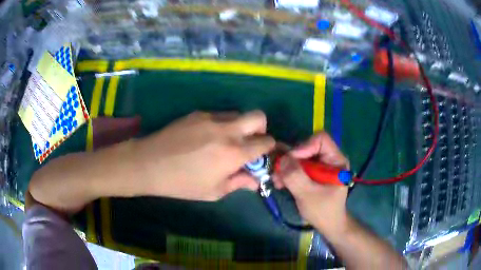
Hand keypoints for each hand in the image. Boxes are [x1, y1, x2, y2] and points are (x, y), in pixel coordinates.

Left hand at [134, 111, 274, 200]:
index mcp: (234, 153)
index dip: (268, 148)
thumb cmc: (182, 184)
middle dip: (261, 129)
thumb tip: (255, 181)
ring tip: (223, 142)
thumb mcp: (214, 191)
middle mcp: (227, 130)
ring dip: (239, 126)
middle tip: (248, 143)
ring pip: (237, 114)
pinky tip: (204, 138)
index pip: (266, 141)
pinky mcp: (197, 113)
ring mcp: (211, 118)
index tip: (261, 155)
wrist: (149, 163)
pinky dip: (221, 125)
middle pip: (258, 116)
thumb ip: (239, 183)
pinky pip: (218, 115)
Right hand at [273, 132, 349, 234]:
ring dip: (286, 167)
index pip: (321, 139)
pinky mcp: (313, 173)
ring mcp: (320, 165)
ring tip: (277, 180)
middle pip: (307, 147)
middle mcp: (329, 159)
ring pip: (300, 156)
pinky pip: (298, 166)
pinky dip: (288, 172)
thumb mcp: (308, 195)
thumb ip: (296, 176)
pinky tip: (280, 183)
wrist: (327, 225)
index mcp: (336, 160)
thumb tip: (282, 158)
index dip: (304, 147)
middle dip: (291, 159)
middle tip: (277, 172)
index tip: (291, 162)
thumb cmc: (323, 212)